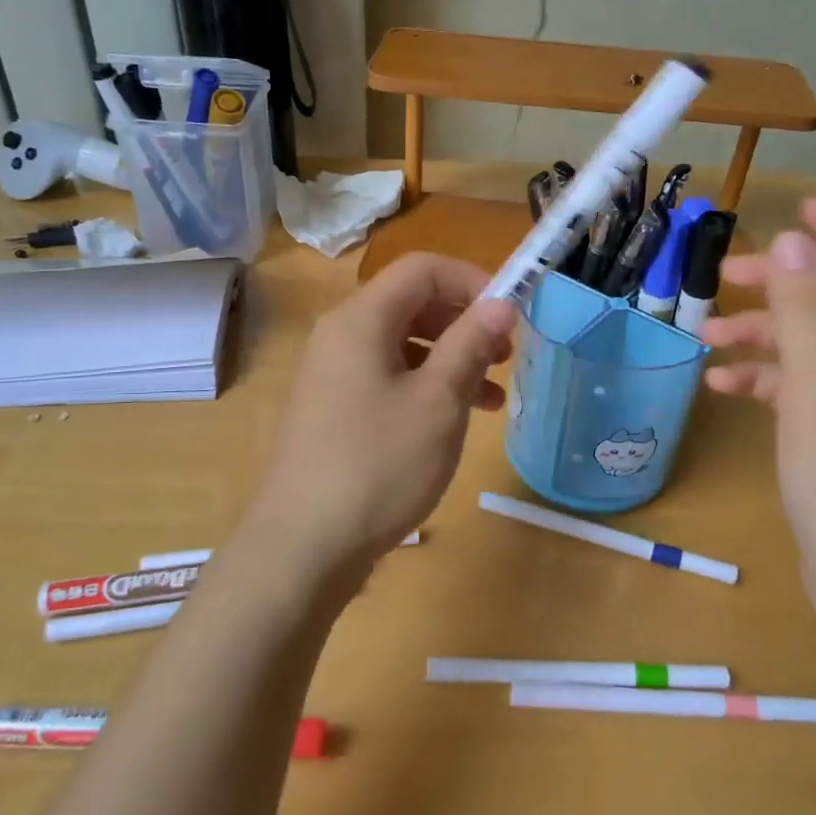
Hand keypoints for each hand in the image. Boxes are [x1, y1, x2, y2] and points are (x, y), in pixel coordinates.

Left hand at [238, 253, 515, 607]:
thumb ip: (470, 343)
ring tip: (493, 394)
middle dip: (464, 321)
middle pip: (411, 303)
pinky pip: (387, 377)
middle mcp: (340, 336)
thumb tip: (501, 302)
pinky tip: (455, 419)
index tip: (511, 314)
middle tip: (507, 354)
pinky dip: (426, 386)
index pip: (422, 269)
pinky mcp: (333, 409)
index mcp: (361, 319)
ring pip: (402, 344)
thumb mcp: (438, 401)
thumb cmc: (379, 465)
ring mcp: (333, 374)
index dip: (472, 280)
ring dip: (451, 358)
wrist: (304, 546)